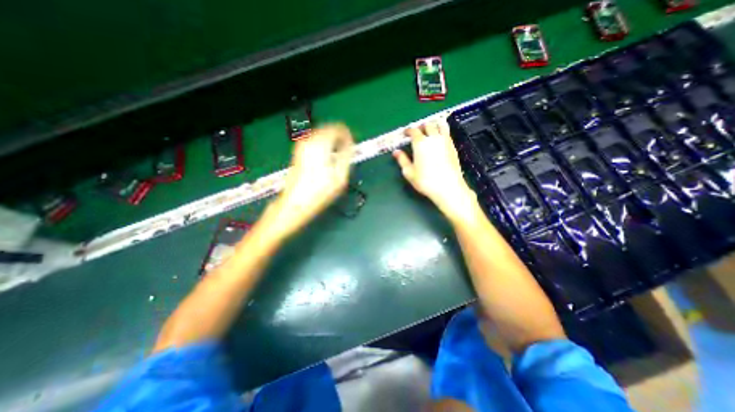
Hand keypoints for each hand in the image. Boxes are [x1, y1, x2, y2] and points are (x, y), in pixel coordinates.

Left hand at [263, 125, 354, 238]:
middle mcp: (309, 142)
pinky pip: (314, 140)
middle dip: (339, 135)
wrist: (295, 202)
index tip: (353, 142)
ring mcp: (301, 146)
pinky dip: (323, 143)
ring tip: (339, 151)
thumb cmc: (319, 192)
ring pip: (320, 133)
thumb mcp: (339, 177)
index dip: (347, 134)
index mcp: (320, 146)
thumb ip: (347, 157)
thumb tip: (351, 144)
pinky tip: (328, 154)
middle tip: (348, 146)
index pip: (336, 129)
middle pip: (327, 128)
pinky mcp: (298, 152)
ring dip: (331, 139)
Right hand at [396, 120, 476, 219]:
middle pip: (428, 125)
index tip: (406, 133)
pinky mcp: (453, 146)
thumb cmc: (426, 181)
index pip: (414, 131)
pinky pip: (447, 133)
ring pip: (440, 125)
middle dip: (421, 126)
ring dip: (434, 125)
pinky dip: (442, 131)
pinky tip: (439, 138)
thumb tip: (396, 152)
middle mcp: (433, 138)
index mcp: (420, 143)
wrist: (448, 187)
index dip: (409, 130)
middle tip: (417, 131)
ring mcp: (445, 141)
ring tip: (430, 130)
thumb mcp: (409, 172)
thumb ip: (402, 160)